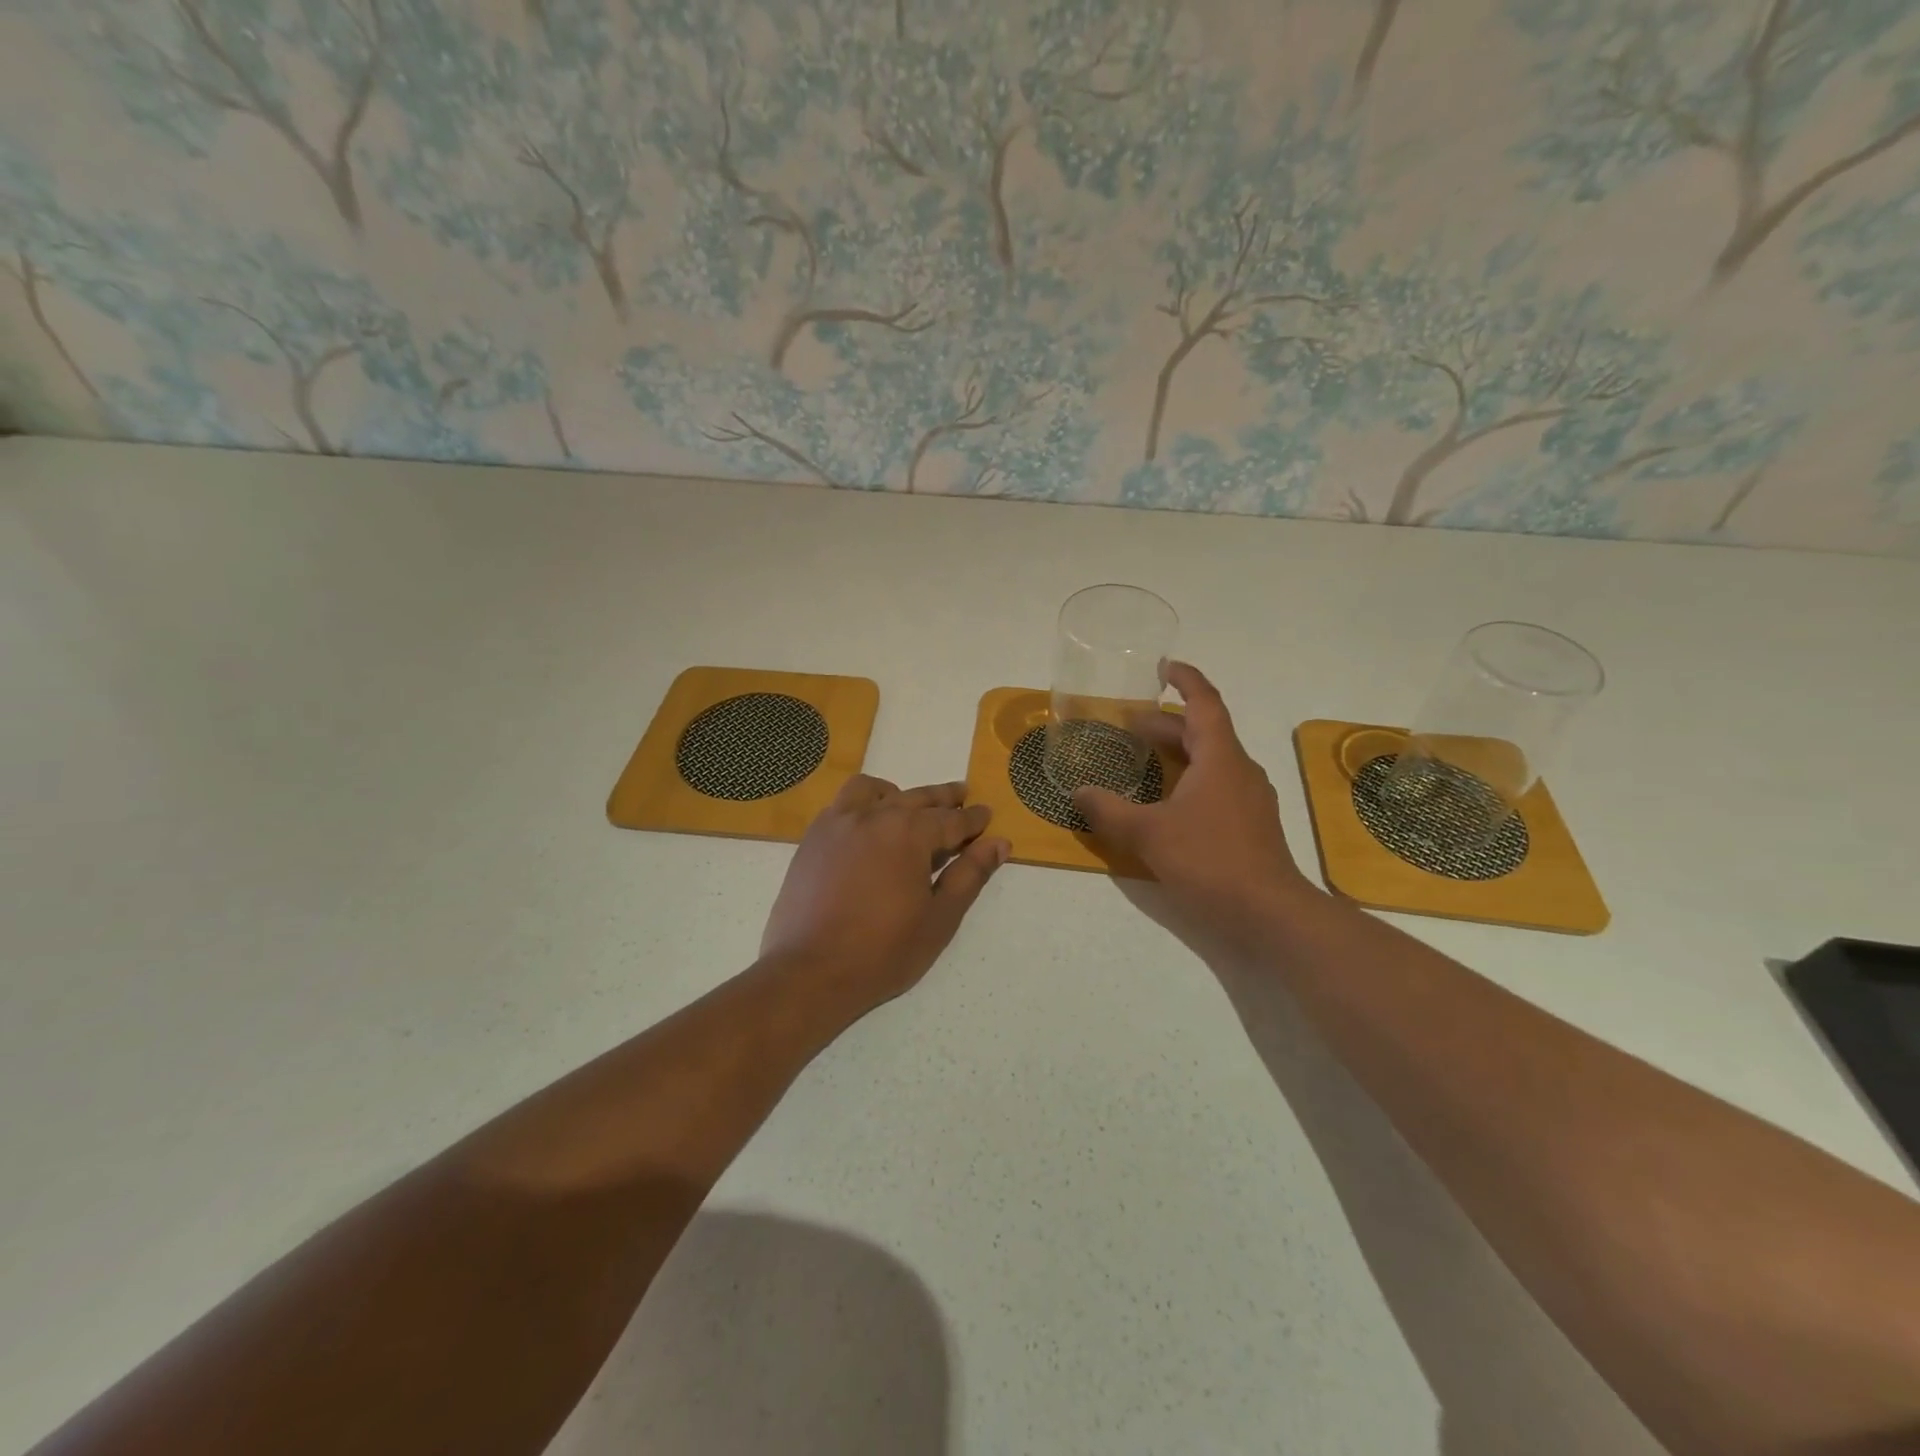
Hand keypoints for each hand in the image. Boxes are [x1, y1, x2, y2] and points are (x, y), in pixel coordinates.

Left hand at [760, 777, 1009, 1009]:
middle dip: (943, 798)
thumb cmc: (884, 951)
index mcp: (909, 833)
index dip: (973, 818)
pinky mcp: (813, 838)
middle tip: (961, 795)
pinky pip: (842, 804)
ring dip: (898, 793)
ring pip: (874, 790)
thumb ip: (970, 875)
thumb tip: (999, 843)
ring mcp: (838, 823)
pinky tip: (868, 825)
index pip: (952, 819)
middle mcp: (874, 815)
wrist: (810, 972)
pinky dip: (863, 803)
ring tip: (909, 806)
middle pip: (916, 797)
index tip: (986, 814)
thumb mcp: (940, 918)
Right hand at [1073, 663, 1319, 956]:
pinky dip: (1189, 780)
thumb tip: (1078, 793)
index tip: (1163, 666)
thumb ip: (1109, 812)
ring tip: (1144, 759)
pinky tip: (1167, 803)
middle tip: (1130, 724)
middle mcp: (1239, 770)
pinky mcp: (1250, 825)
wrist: (1269, 913)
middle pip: (1203, 732)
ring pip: (1211, 761)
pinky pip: (1217, 786)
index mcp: (1220, 758)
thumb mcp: (1149, 834)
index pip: (1204, 703)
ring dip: (1178, 753)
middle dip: (1167, 724)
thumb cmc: (1210, 860)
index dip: (1185, 679)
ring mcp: (1249, 799)